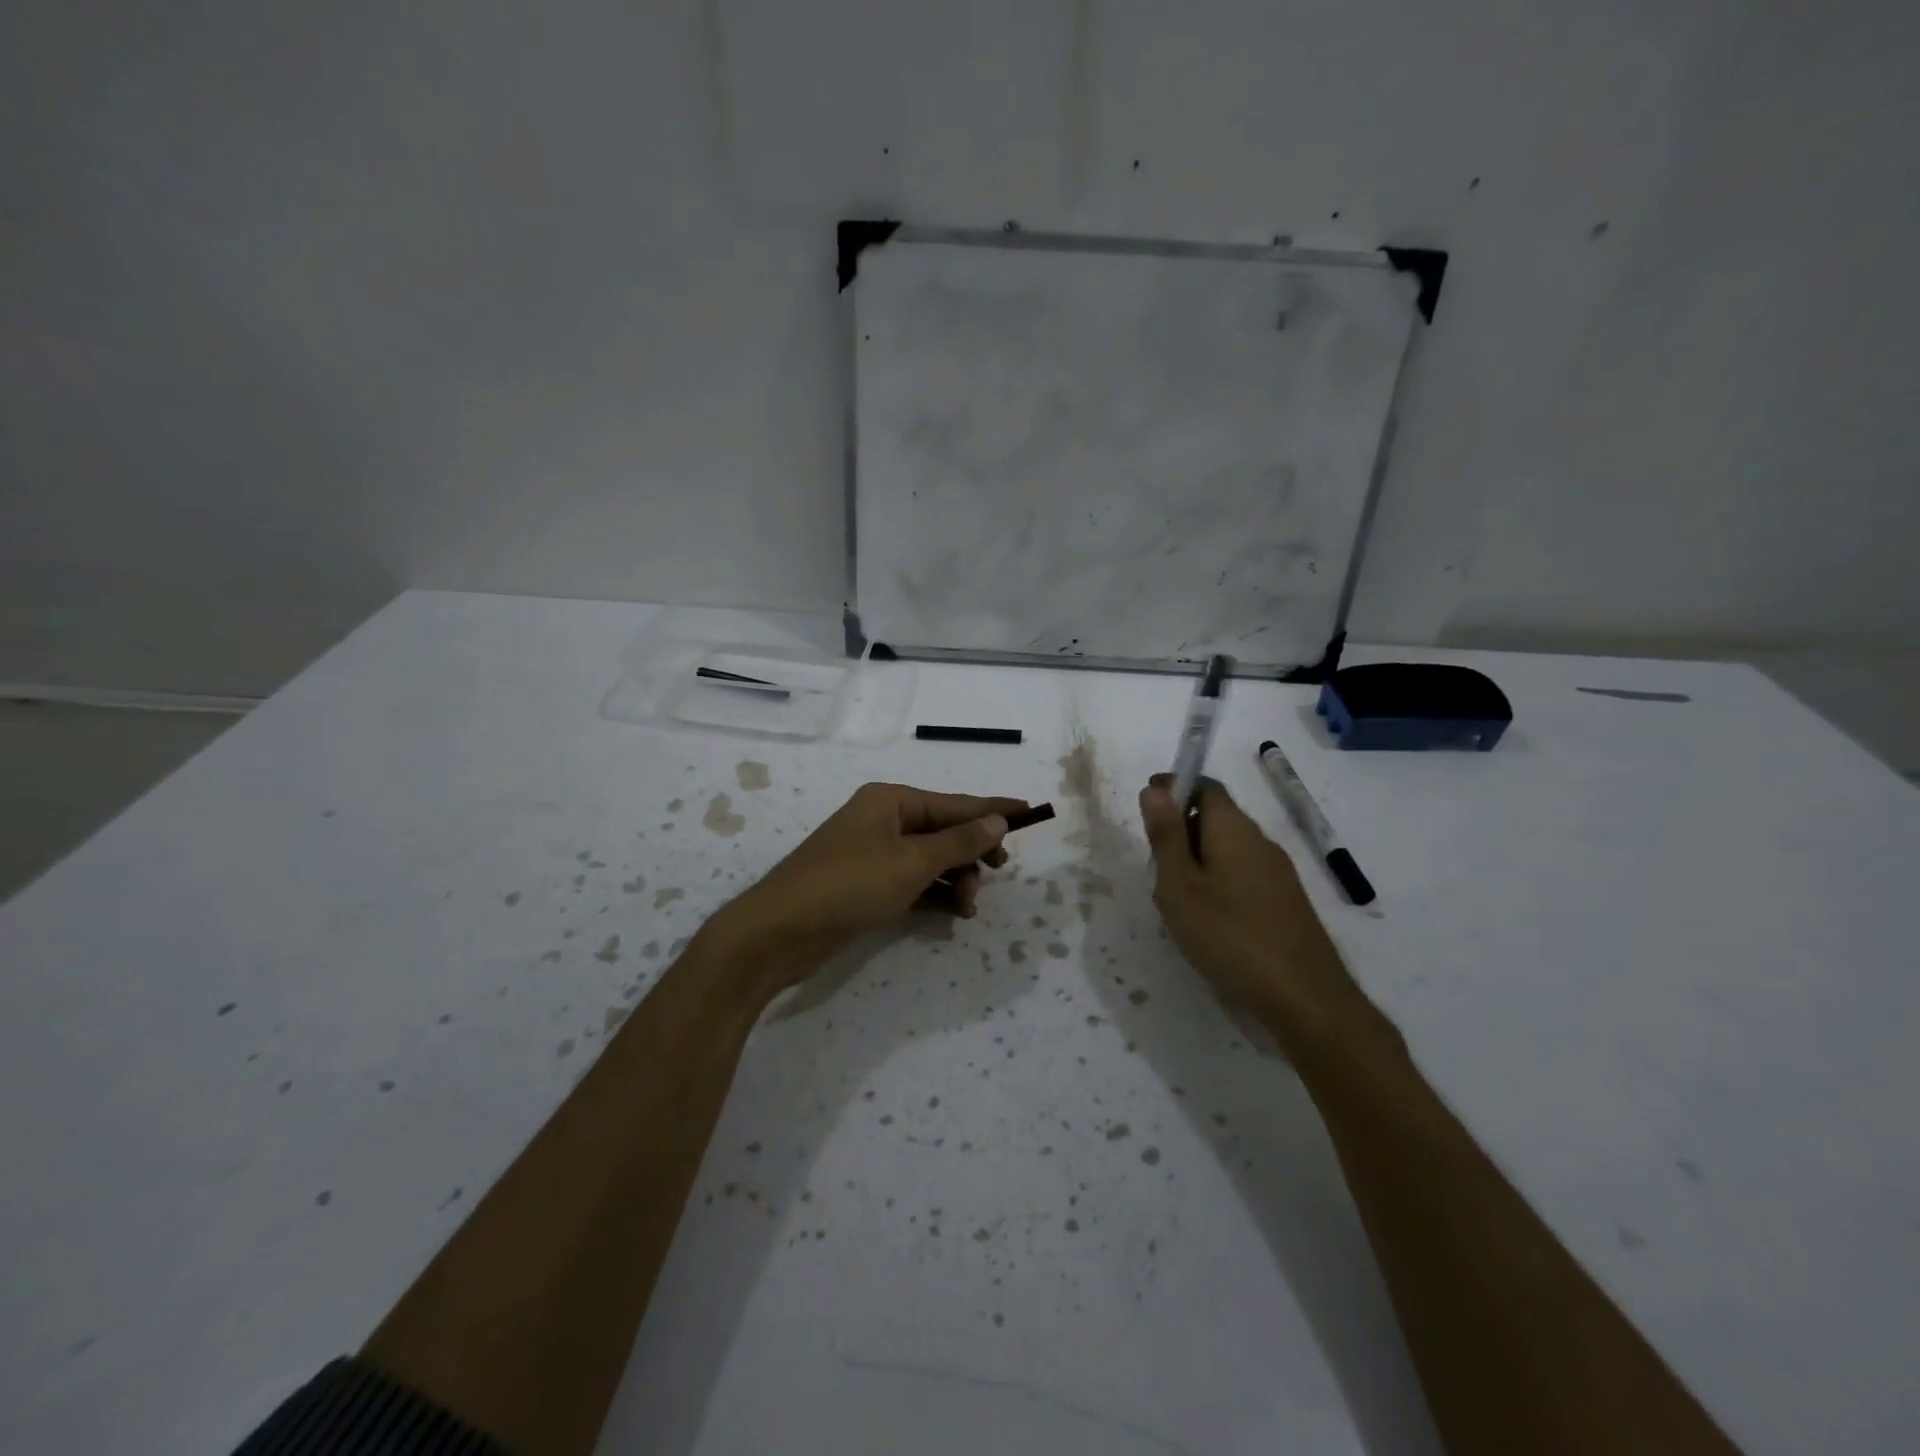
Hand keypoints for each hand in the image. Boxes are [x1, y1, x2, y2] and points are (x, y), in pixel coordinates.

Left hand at [707, 782, 1026, 993]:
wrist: (778, 933)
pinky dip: (935, 896)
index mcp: (891, 801)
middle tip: (997, 875)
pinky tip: (953, 915)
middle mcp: (883, 822)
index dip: (994, 810)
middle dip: (973, 854)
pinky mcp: (866, 888)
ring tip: (968, 909)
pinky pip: (913, 884)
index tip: (1031, 812)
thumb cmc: (848, 885)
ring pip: (931, 861)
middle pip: (944, 832)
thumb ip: (958, 843)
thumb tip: (996, 821)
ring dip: (956, 881)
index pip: (955, 803)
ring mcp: (873, 856)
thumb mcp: (911, 862)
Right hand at [1139, 775, 1365, 1036]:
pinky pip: (1243, 874)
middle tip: (1153, 863)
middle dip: (1181, 828)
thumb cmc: (1229, 936)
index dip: (1174, 788)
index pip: (1204, 786)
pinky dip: (1218, 881)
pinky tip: (1207, 918)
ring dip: (1198, 858)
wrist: (1305, 999)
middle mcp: (1260, 841)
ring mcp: (1278, 873)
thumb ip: (1166, 836)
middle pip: (1217, 816)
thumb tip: (1155, 788)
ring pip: (1229, 848)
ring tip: (1174, 896)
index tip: (1146, 807)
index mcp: (1234, 829)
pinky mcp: (1285, 902)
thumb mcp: (1180, 886)